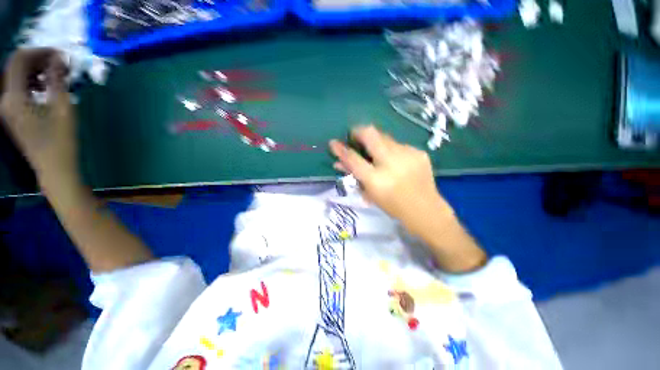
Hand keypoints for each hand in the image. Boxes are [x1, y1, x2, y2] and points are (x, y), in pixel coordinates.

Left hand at [0, 48, 76, 186]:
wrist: (54, 169)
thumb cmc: (60, 141)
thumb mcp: (62, 108)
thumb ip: (57, 80)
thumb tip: (59, 58)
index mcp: (14, 97)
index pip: (19, 60)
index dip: (39, 52)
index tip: (61, 55)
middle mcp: (5, 99)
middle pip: (16, 66)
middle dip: (38, 60)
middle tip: (61, 64)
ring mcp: (8, 108)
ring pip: (17, 77)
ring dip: (36, 71)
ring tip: (56, 75)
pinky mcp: (13, 114)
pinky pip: (19, 88)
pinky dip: (33, 82)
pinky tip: (46, 87)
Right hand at [329, 126, 452, 235]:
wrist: (425, 210)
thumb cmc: (393, 206)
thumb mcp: (370, 193)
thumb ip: (354, 175)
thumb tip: (338, 163)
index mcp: (376, 179)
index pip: (353, 158)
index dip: (340, 149)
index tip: (333, 143)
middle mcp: (391, 163)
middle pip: (370, 134)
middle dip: (359, 131)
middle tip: (355, 136)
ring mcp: (407, 155)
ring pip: (384, 137)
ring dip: (376, 141)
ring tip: (377, 153)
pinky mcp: (419, 152)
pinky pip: (398, 145)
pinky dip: (391, 150)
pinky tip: (396, 161)